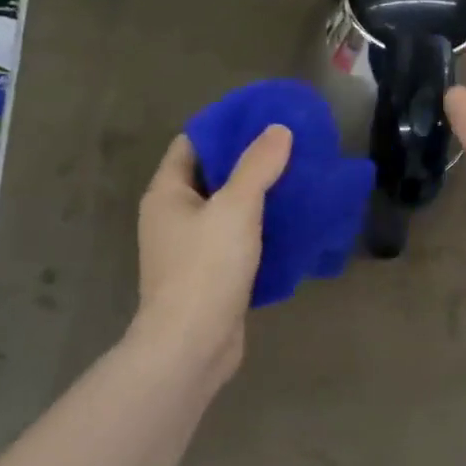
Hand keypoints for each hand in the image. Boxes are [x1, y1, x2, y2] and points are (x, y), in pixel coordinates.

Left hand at [135, 125, 292, 367]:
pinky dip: (262, 229)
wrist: (192, 346)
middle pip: (213, 176)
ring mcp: (191, 249)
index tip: (262, 118)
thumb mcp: (236, 208)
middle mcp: (174, 217)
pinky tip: (293, 222)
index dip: (224, 128)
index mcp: (167, 194)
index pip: (192, 144)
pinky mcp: (211, 275)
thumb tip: (278, 130)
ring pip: (228, 210)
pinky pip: (238, 240)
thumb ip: (258, 166)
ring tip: (298, 179)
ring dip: (259, 196)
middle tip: (289, 147)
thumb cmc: (205, 268)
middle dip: (248, 161)